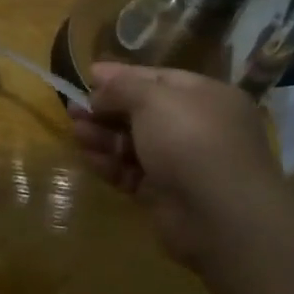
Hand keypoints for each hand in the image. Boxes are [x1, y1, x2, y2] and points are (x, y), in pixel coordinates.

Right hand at [68, 63, 289, 268]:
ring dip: (103, 136)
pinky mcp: (166, 195)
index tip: (88, 77)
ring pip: (134, 143)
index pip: (158, 79)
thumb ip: (122, 86)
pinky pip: (132, 173)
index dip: (122, 77)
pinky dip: (110, 164)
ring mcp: (182, 163)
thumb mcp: (153, 99)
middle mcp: (197, 127)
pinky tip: (87, 157)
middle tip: (72, 108)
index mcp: (206, 97)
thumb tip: (99, 78)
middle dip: (106, 109)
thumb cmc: (190, 140)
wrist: (220, 215)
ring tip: (75, 132)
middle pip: (143, 112)